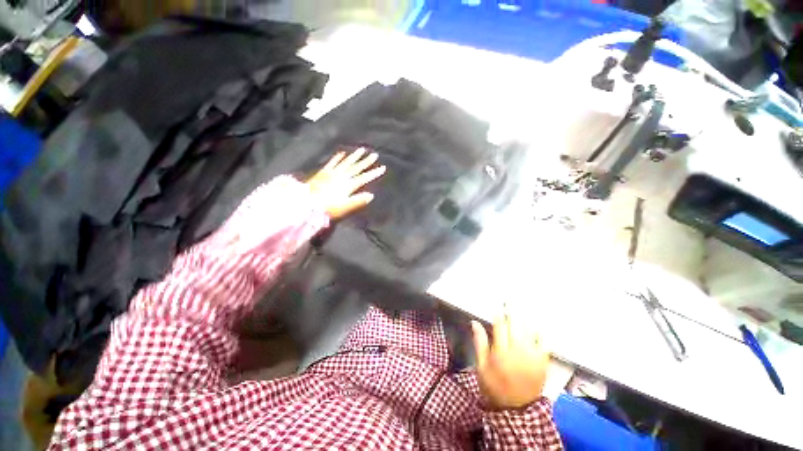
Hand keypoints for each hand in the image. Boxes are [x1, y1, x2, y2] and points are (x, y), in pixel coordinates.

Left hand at [306, 148, 385, 219]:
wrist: (308, 203)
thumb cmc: (328, 208)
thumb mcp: (345, 206)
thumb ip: (358, 200)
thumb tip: (371, 195)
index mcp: (348, 185)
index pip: (364, 177)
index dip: (374, 173)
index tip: (382, 167)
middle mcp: (342, 176)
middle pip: (356, 167)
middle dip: (366, 161)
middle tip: (374, 154)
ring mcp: (332, 172)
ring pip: (346, 162)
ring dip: (354, 156)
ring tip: (361, 150)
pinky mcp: (324, 172)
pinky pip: (332, 162)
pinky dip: (338, 157)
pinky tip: (342, 153)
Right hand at [472, 313, 549, 408]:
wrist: (516, 410)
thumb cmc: (494, 386)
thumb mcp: (481, 366)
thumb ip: (479, 343)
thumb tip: (475, 322)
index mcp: (501, 352)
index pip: (500, 325)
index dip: (498, 314)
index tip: (497, 305)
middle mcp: (518, 350)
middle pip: (516, 324)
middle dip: (512, 309)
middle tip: (510, 298)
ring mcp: (533, 356)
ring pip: (530, 329)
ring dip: (526, 316)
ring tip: (523, 304)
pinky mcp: (543, 362)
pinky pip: (545, 342)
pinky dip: (542, 331)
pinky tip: (538, 323)